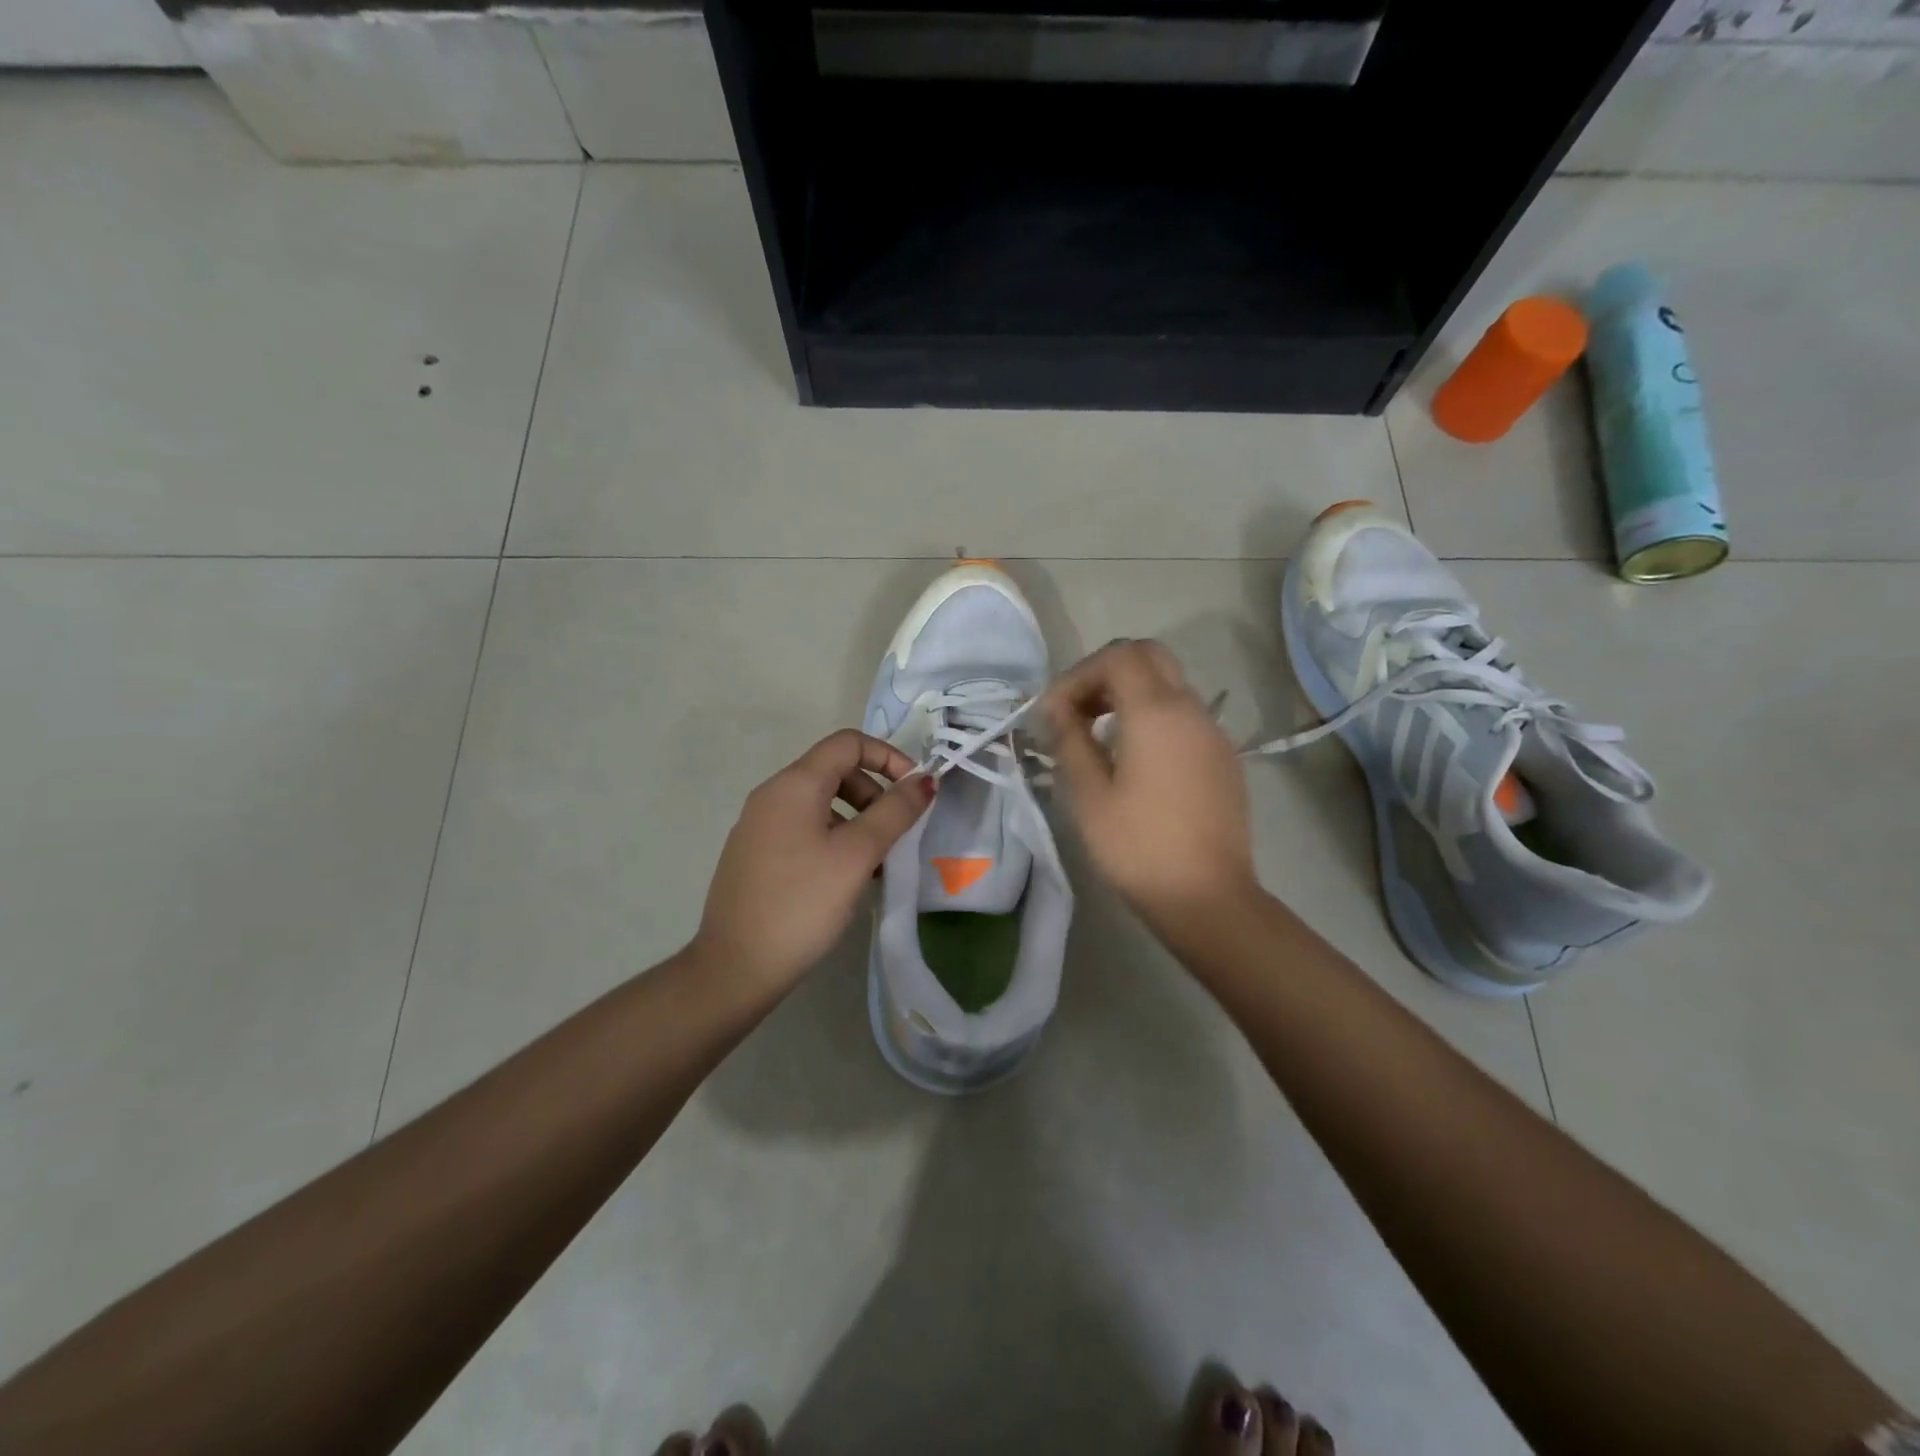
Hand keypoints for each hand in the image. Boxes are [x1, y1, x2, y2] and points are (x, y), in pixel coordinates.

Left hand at [693, 729, 935, 998]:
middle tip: (895, 833)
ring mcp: (758, 825)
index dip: (888, 757)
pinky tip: (845, 879)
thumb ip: (895, 812)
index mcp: (794, 784)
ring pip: (820, 803)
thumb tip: (924, 780)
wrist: (735, 967)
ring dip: (857, 820)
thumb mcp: (857, 854)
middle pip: (834, 770)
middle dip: (874, 792)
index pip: (848, 743)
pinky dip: (833, 838)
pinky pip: (803, 829)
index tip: (914, 791)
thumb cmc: (802, 903)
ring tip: (876, 863)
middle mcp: (771, 795)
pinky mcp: (755, 854)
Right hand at [1043, 640, 1257, 920]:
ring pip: (1169, 684)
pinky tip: (1132, 758)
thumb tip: (1057, 710)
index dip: (1077, 675)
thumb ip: (1070, 741)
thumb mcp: (1089, 795)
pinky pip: (1184, 715)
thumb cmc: (1138, 848)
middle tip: (1076, 709)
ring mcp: (1213, 733)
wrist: (1208, 898)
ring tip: (1096, 734)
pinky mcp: (1223, 758)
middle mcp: (1191, 710)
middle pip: (1149, 657)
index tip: (1053, 713)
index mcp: (1157, 713)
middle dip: (1106, 673)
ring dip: (1129, 694)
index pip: (1118, 657)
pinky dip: (1152, 716)